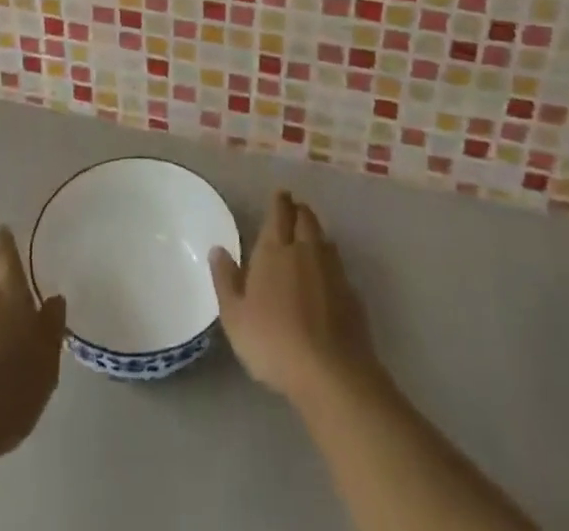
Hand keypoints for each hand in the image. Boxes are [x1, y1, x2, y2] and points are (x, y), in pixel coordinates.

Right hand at [210, 191, 381, 406]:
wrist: (332, 373)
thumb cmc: (274, 342)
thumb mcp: (235, 317)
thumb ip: (225, 280)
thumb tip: (217, 249)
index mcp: (275, 249)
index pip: (279, 212)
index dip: (279, 201)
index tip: (279, 195)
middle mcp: (305, 250)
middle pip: (305, 218)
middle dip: (298, 211)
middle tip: (292, 211)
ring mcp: (332, 270)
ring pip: (324, 238)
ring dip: (315, 232)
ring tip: (308, 238)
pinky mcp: (352, 293)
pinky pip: (338, 265)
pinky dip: (330, 261)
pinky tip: (325, 276)